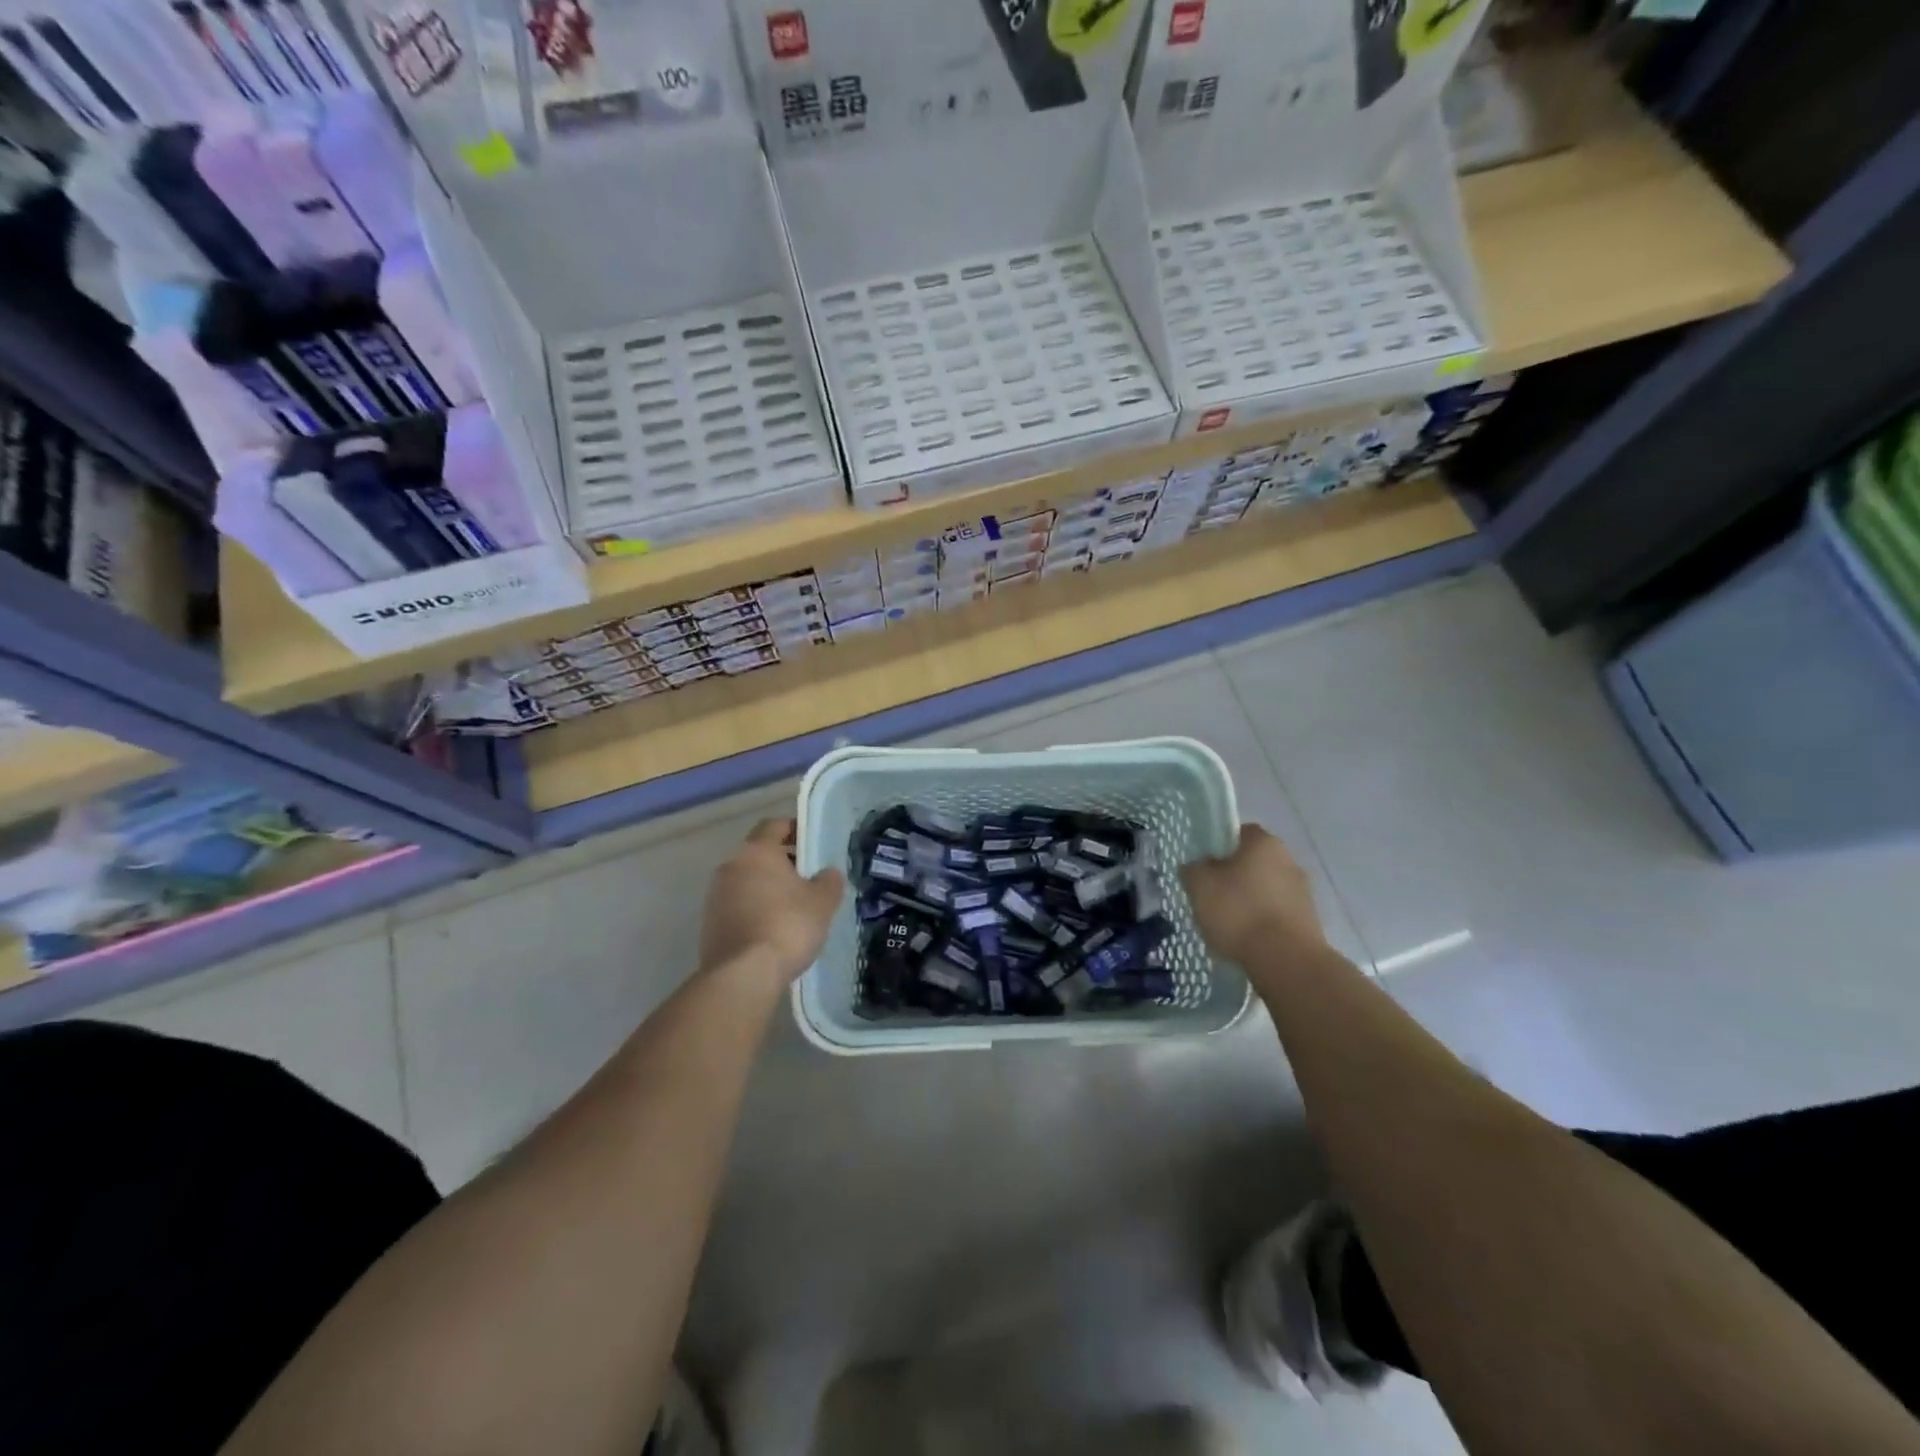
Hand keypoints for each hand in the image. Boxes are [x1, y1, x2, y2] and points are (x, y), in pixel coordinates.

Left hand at [699, 819, 844, 984]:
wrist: (743, 974)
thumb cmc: (787, 926)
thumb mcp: (822, 902)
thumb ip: (828, 880)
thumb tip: (827, 873)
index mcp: (757, 851)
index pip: (774, 825)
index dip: (795, 829)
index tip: (812, 844)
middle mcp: (731, 865)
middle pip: (759, 853)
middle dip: (782, 862)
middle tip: (807, 878)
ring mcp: (715, 895)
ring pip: (746, 880)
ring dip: (766, 887)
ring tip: (792, 907)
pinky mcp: (709, 923)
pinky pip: (737, 905)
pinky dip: (754, 909)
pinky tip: (773, 929)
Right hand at [1181, 824, 1326, 966]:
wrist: (1286, 960)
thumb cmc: (1239, 912)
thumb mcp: (1199, 886)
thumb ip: (1193, 869)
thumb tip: (1196, 866)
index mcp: (1263, 842)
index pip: (1239, 832)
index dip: (1219, 847)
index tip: (1205, 867)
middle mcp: (1288, 859)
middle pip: (1254, 862)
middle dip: (1235, 876)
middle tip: (1212, 896)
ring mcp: (1303, 891)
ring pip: (1267, 888)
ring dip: (1250, 900)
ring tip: (1229, 924)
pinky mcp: (1310, 920)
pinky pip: (1278, 913)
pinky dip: (1263, 921)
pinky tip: (1248, 939)